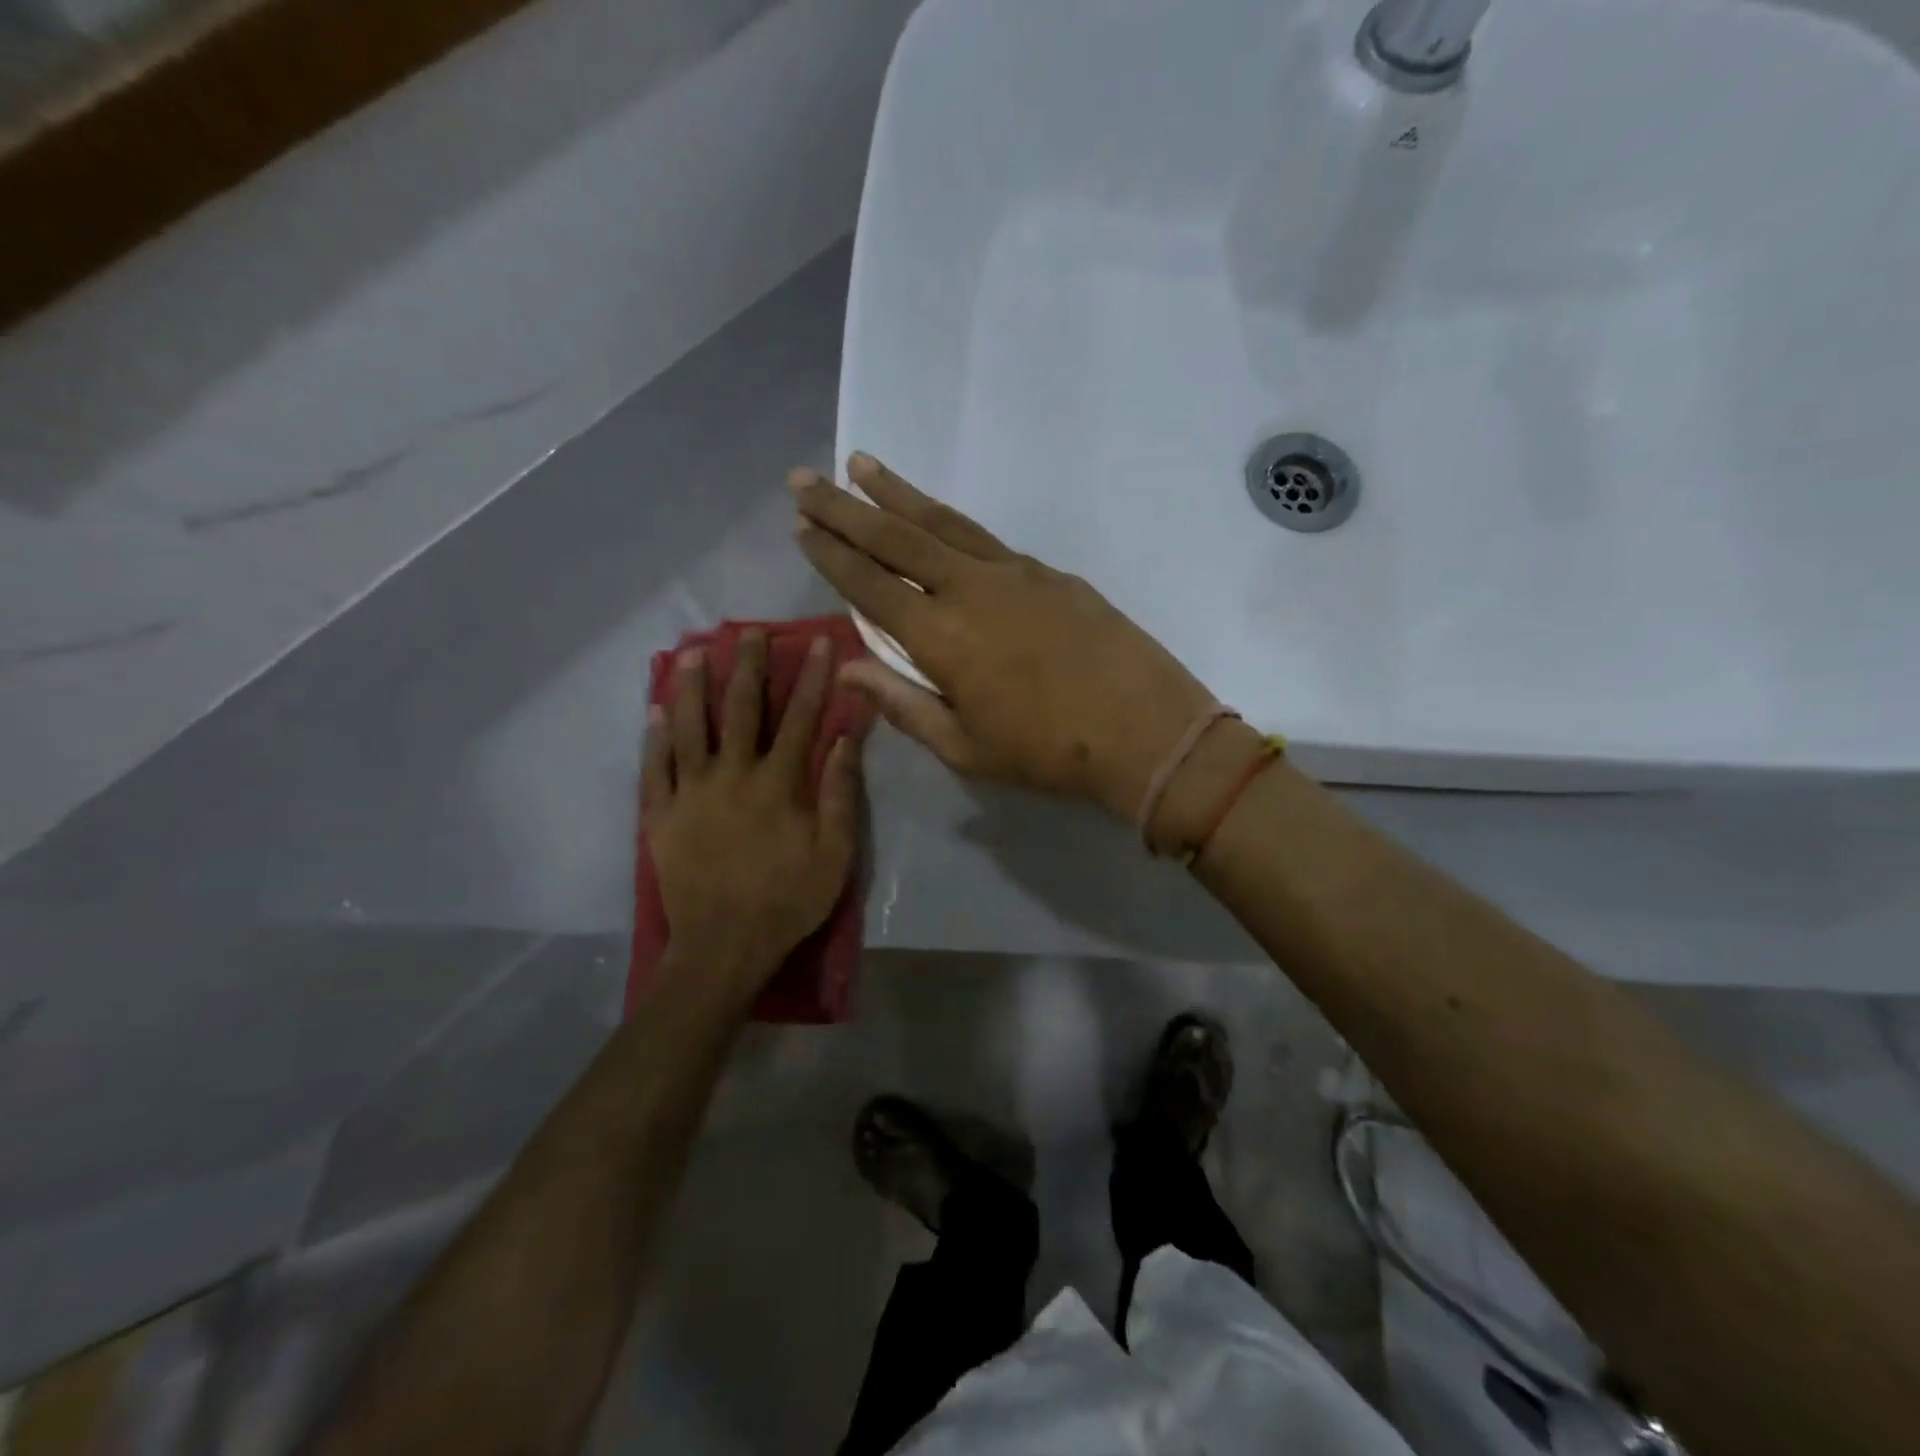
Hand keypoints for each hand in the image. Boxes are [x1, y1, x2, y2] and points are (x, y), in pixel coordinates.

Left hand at [643, 631, 862, 1006]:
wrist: (724, 947)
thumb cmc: (788, 900)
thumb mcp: (835, 852)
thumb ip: (840, 791)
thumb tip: (847, 736)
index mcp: (777, 783)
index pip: (800, 718)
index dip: (812, 678)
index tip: (818, 643)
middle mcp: (732, 775)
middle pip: (740, 709)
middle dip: (747, 666)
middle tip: (748, 632)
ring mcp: (690, 793)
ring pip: (689, 728)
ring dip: (693, 687)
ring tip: (694, 653)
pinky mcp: (661, 815)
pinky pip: (654, 768)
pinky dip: (653, 738)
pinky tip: (654, 711)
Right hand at [790, 453, 1216, 821]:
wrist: (1147, 732)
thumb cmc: (1048, 754)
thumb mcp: (965, 748)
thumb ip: (903, 704)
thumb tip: (849, 669)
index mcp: (943, 638)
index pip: (871, 586)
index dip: (832, 556)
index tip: (801, 527)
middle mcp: (971, 589)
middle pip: (897, 537)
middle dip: (845, 507)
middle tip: (805, 478)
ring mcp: (1015, 573)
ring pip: (943, 522)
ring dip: (897, 493)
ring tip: (862, 465)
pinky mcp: (1050, 572)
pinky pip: (986, 539)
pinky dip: (950, 522)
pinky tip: (937, 519)